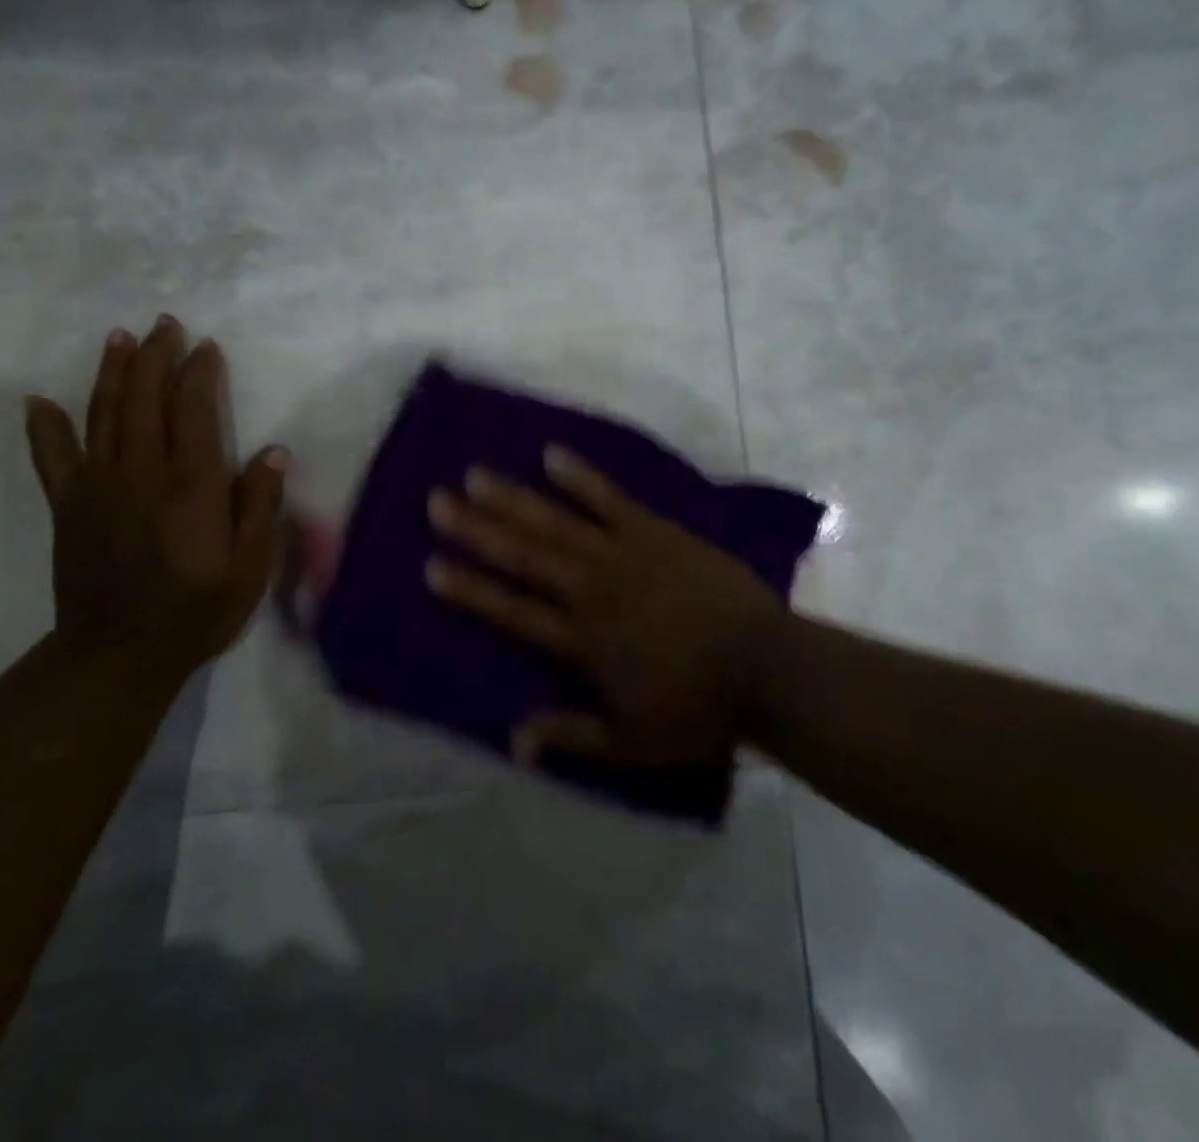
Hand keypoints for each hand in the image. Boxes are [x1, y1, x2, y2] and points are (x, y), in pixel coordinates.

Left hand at [24, 316, 286, 669]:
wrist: (119, 655)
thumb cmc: (197, 611)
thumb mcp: (250, 568)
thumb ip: (261, 508)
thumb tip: (274, 452)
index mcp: (191, 486)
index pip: (194, 411)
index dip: (199, 373)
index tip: (207, 346)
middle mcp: (141, 473)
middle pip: (145, 399)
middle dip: (155, 356)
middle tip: (165, 324)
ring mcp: (97, 486)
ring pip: (103, 414)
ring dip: (112, 372)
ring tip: (120, 337)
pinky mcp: (67, 506)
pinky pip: (52, 458)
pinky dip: (44, 427)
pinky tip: (38, 401)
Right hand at [426, 447, 785, 767]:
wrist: (767, 667)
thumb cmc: (698, 709)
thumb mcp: (633, 742)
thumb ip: (572, 736)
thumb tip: (513, 740)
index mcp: (582, 639)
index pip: (512, 611)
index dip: (470, 589)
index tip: (431, 565)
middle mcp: (592, 589)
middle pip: (524, 555)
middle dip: (476, 529)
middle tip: (436, 502)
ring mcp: (623, 553)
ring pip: (556, 522)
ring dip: (513, 498)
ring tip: (475, 475)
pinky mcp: (655, 531)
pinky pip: (610, 498)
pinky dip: (581, 477)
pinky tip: (552, 455)